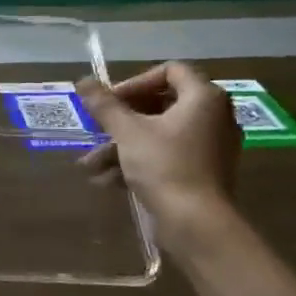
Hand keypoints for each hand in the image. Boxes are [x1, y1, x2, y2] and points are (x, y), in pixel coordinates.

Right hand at [78, 63, 241, 230]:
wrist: (197, 225)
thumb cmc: (165, 166)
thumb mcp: (127, 132)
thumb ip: (104, 104)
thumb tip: (82, 80)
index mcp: (204, 98)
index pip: (170, 71)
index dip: (136, 82)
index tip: (112, 101)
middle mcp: (214, 117)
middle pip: (161, 104)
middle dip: (121, 119)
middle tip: (98, 127)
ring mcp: (211, 146)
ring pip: (159, 134)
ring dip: (122, 145)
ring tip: (91, 164)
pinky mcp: (203, 172)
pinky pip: (168, 155)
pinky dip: (139, 162)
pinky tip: (107, 180)